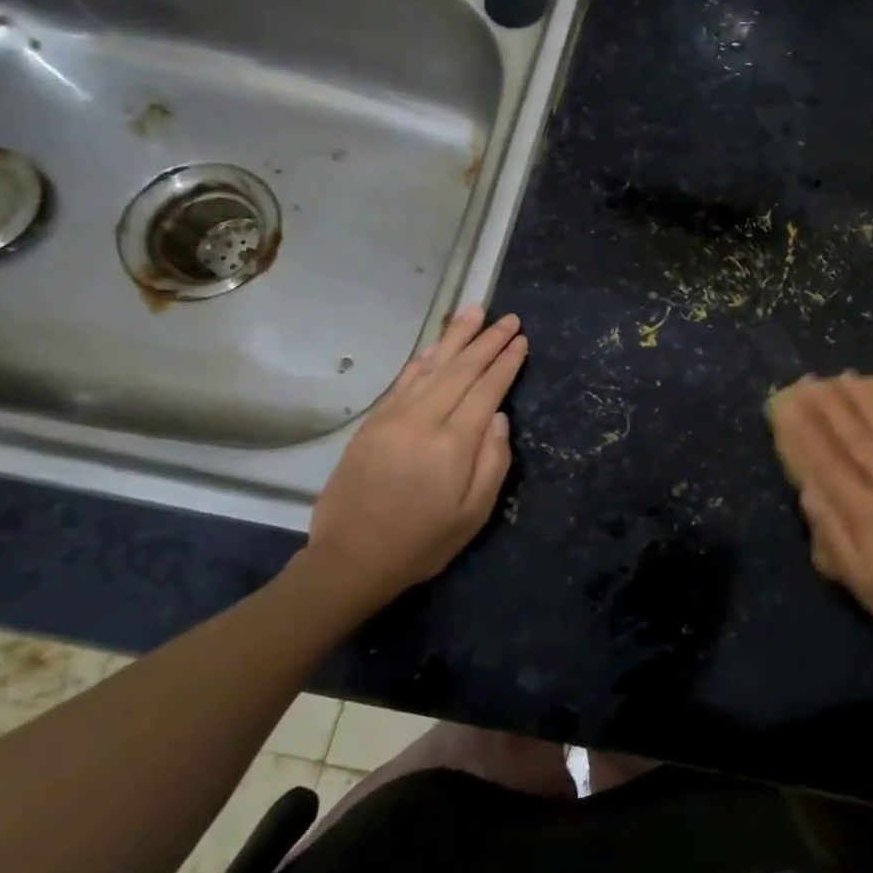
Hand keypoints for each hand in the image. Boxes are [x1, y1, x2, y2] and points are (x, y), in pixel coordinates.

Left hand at [300, 306, 527, 607]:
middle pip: (461, 369)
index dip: (506, 362)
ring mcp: (393, 418)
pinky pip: (404, 380)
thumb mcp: (474, 513)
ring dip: (455, 337)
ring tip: (474, 312)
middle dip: (487, 340)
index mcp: (452, 443)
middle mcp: (422, 420)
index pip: (486, 389)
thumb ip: (493, 462)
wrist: (350, 560)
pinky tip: (436, 347)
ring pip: (431, 366)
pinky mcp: (373, 423)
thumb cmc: (422, 542)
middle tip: (508, 318)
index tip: (522, 339)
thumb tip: (498, 417)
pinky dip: (423, 358)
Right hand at [778, 373, 872, 661]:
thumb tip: (807, 489)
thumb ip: (831, 533)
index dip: (802, 434)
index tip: (786, 406)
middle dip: (829, 407)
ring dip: (866, 403)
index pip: (825, 464)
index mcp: (864, 510)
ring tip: (847, 377)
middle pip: (854, 439)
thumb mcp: (859, 580)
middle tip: (810, 380)